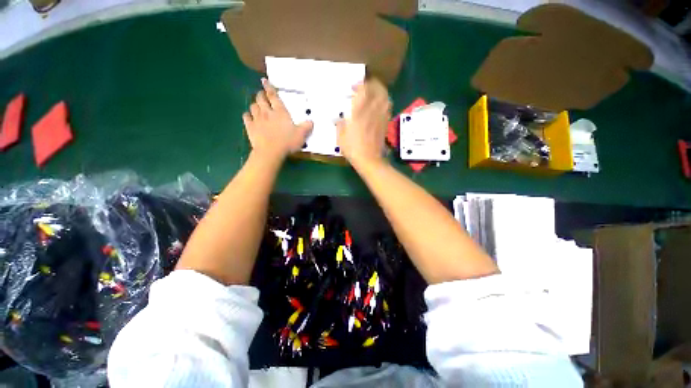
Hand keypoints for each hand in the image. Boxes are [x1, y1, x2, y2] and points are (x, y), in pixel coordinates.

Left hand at [243, 79, 312, 159]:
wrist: (270, 152)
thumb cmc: (287, 142)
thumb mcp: (301, 135)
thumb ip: (306, 127)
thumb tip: (311, 122)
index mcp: (280, 112)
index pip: (273, 96)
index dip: (269, 87)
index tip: (264, 81)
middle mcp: (267, 112)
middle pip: (261, 98)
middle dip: (261, 95)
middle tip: (263, 96)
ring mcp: (257, 119)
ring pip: (253, 106)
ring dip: (255, 105)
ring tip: (258, 106)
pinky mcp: (250, 127)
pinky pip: (246, 117)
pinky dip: (248, 115)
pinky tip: (250, 117)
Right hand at [336, 78, 391, 167]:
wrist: (369, 159)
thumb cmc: (353, 148)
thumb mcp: (340, 136)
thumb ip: (340, 124)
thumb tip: (339, 120)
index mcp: (359, 110)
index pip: (364, 88)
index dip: (360, 84)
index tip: (353, 88)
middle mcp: (372, 109)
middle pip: (378, 88)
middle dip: (372, 84)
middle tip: (364, 87)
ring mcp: (381, 115)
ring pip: (385, 96)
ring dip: (379, 92)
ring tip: (372, 94)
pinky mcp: (385, 123)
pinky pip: (387, 107)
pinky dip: (384, 102)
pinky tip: (378, 106)